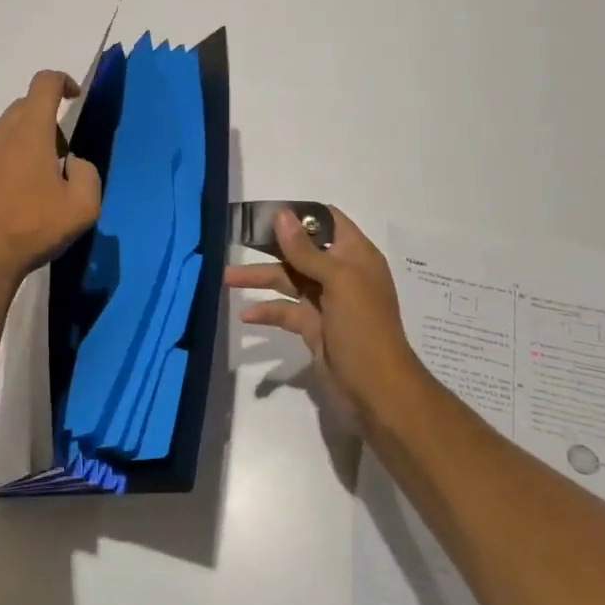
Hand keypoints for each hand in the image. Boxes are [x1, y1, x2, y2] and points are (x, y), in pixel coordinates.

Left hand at [0, 70, 101, 294]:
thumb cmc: (33, 231)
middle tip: (57, 160)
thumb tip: (72, 162)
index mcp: (29, 132)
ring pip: (1, 134)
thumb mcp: (83, 207)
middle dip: (45, 124)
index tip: (73, 97)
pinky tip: (2, 200)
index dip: (62, 81)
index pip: (44, 83)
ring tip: (28, 186)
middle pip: (24, 109)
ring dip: (19, 146)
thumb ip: (87, 172)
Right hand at [226, 208, 422, 425]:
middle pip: (300, 250)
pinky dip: (266, 310)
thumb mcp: (338, 281)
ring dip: (260, 278)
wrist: (377, 392)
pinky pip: (285, 311)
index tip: (267, 213)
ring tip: (226, 278)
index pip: (328, 221)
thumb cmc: (364, 327)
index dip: (300, 214)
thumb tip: (281, 214)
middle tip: (237, 239)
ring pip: (288, 280)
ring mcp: (326, 302)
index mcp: (355, 256)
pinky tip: (246, 315)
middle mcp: (341, 274)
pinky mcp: (313, 327)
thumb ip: (306, 250)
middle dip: (270, 245)